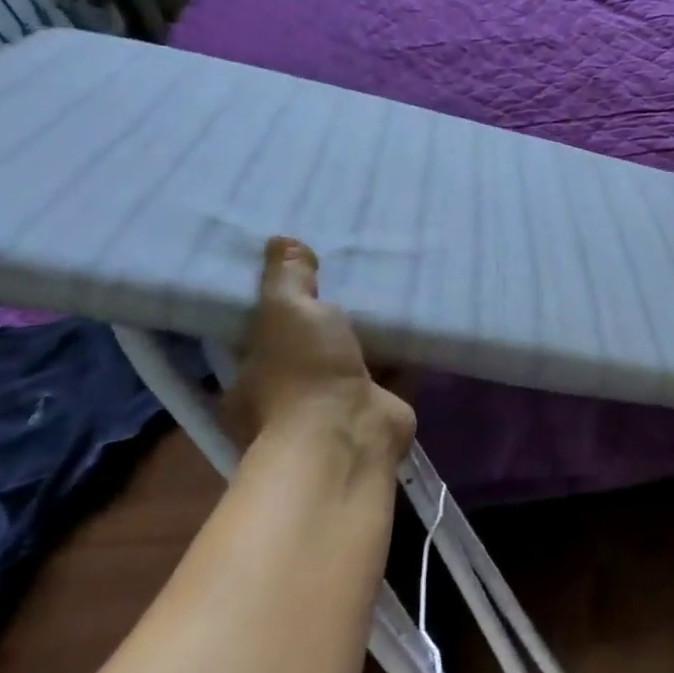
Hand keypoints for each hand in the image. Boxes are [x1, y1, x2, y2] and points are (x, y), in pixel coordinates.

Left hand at [228, 237, 415, 466]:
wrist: (349, 432)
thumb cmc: (303, 373)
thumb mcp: (286, 310)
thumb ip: (287, 277)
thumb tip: (281, 240)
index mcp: (253, 375)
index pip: (263, 333)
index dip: (282, 304)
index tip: (303, 275)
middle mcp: (291, 394)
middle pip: (312, 345)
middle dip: (332, 319)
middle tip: (354, 276)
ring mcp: (338, 405)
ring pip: (355, 359)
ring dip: (371, 336)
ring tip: (391, 291)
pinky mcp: (380, 407)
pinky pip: (394, 371)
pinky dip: (406, 352)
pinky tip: (420, 322)